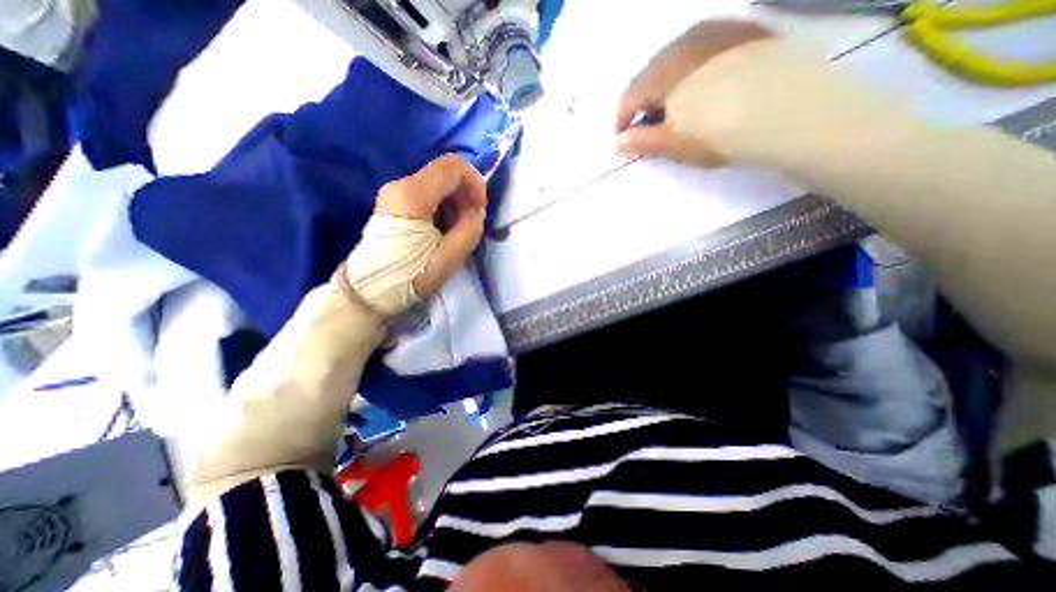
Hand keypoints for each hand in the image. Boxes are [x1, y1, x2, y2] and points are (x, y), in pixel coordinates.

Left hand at [336, 156, 487, 315]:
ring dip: (455, 199)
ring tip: (457, 228)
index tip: (479, 208)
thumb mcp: (450, 257)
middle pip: (444, 171)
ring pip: (437, 181)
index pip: (452, 166)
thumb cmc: (412, 275)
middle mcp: (400, 185)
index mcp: (413, 196)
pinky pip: (427, 191)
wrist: (371, 289)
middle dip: (465, 193)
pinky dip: (443, 203)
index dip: (475, 182)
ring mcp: (393, 191)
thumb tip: (475, 209)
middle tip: (470, 221)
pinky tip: (443, 226)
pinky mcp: (393, 201)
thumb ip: (470, 227)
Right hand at [611, 19, 773, 165]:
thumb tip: (616, 144)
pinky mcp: (742, 31)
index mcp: (662, 73)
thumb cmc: (720, 134)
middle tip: (650, 128)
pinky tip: (703, 87)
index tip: (623, 140)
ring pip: (676, 61)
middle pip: (650, 76)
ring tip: (675, 109)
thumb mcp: (674, 145)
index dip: (622, 121)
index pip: (629, 97)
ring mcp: (715, 33)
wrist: (791, 111)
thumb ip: (641, 142)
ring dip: (667, 86)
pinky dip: (693, 71)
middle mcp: (683, 44)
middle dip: (643, 104)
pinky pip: (704, 50)